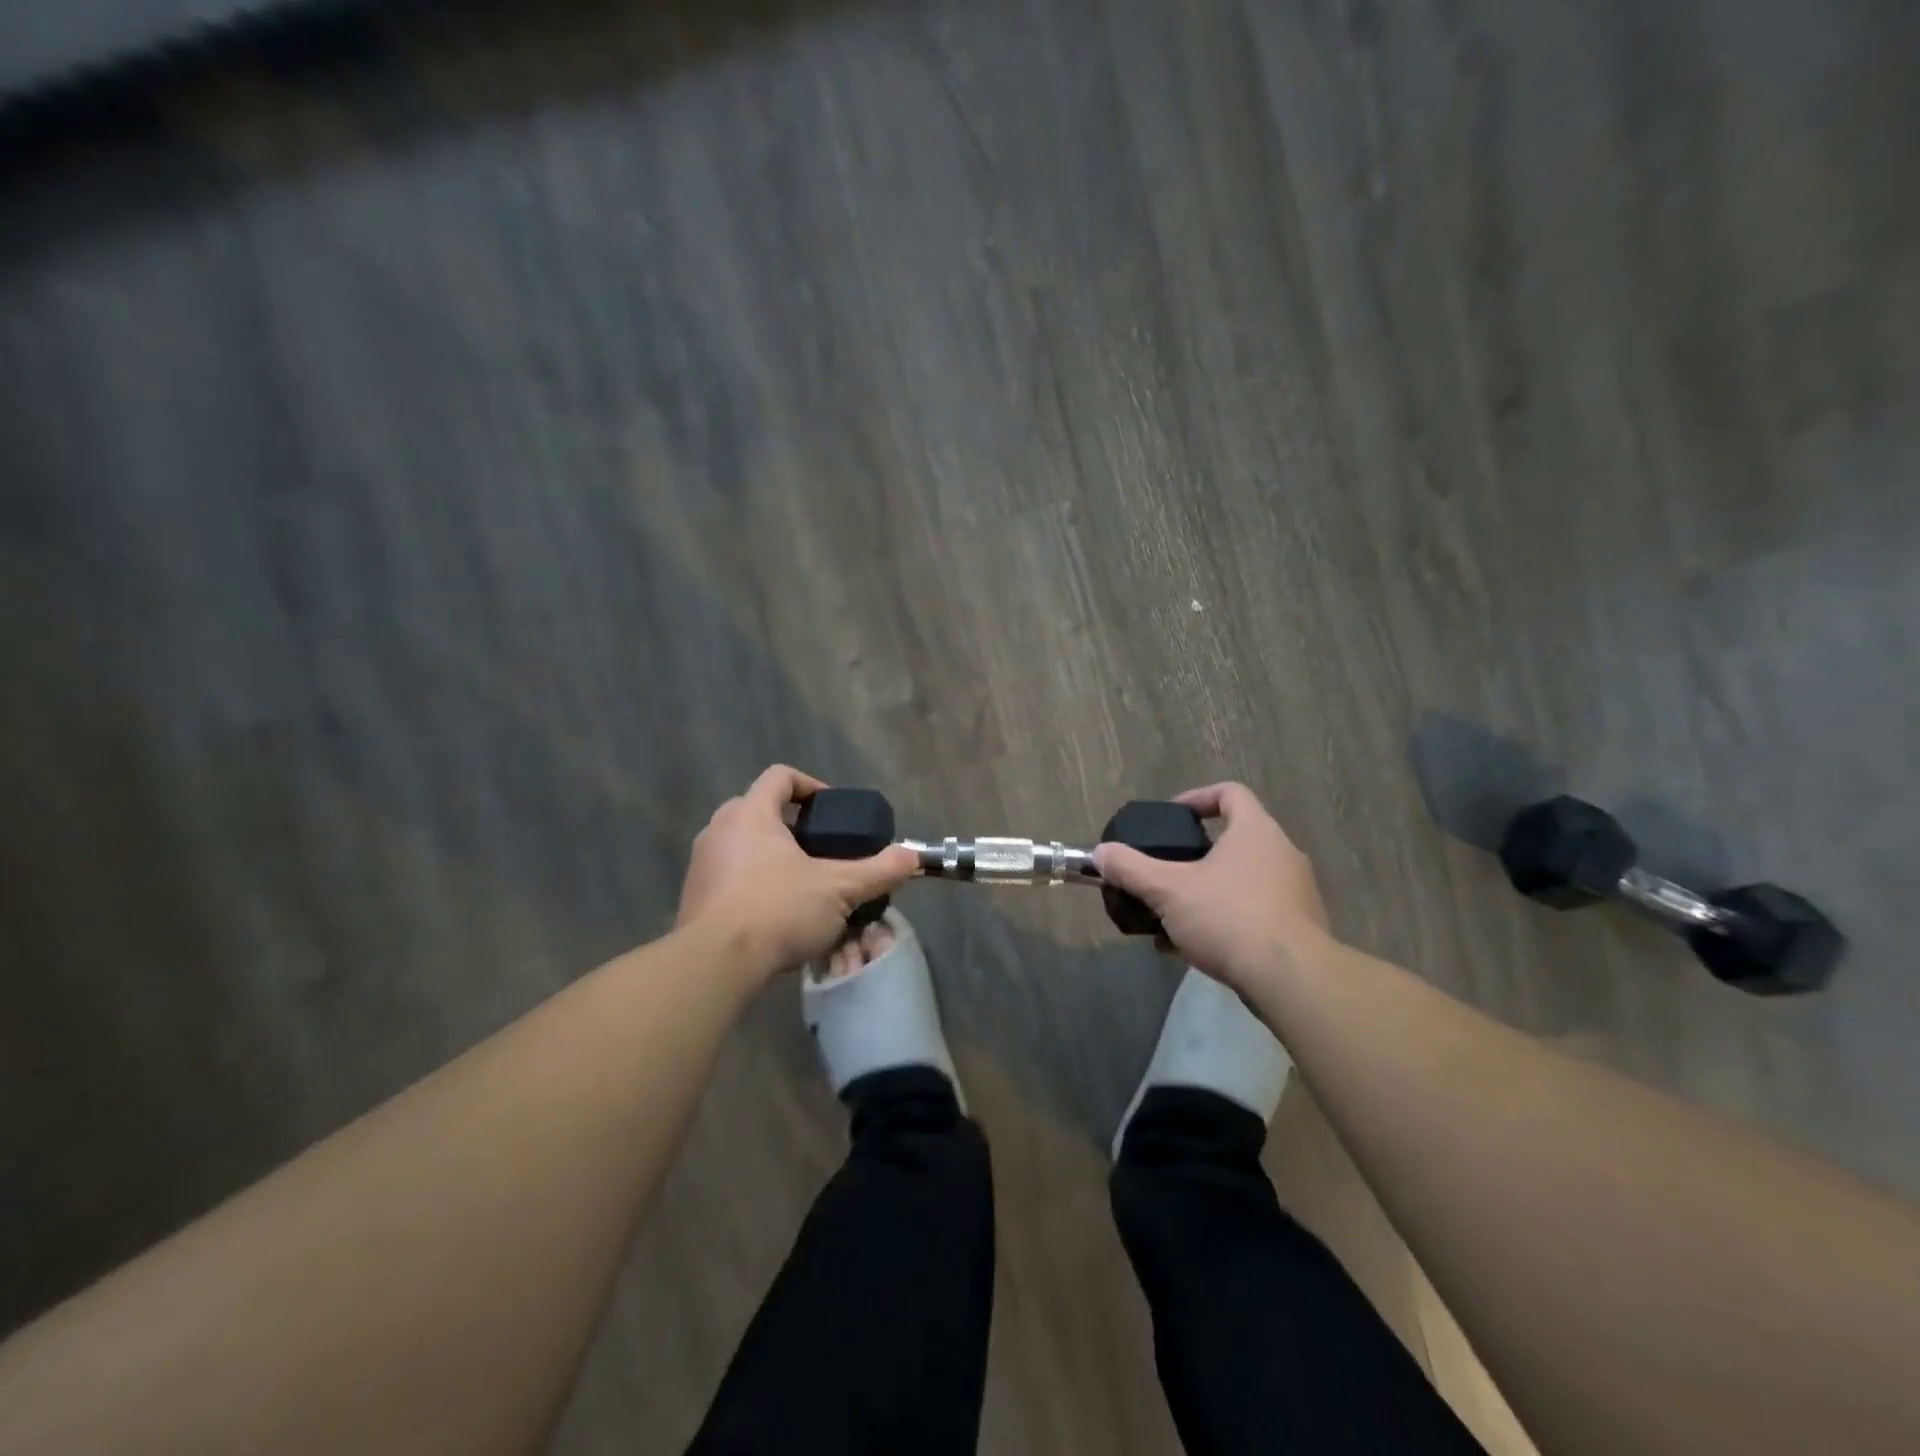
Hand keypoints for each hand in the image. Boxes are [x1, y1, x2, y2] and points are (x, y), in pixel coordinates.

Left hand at [676, 765, 919, 978]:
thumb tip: (913, 857)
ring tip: (801, 882)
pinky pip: (728, 874)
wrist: (714, 964)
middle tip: (820, 850)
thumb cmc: (778, 910)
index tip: (832, 812)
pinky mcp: (692, 896)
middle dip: (792, 825)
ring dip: (770, 854)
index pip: (780, 776)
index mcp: (752, 813)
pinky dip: (751, 882)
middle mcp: (720, 828)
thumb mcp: (839, 889)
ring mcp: (702, 862)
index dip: (810, 786)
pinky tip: (774, 912)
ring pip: (742, 843)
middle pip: (759, 808)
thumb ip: (879, 870)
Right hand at [1093, 782, 1330, 991]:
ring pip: (1243, 880)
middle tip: (1167, 871)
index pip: (1230, 793)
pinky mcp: (1300, 927)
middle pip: (1235, 839)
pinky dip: (1225, 920)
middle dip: (1196, 856)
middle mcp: (1282, 853)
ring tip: (1174, 915)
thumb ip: (1131, 868)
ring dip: (1208, 891)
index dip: (1197, 798)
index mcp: (1255, 831)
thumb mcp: (1168, 890)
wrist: (1291, 980)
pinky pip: (1255, 911)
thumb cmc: (1229, 917)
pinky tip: (1194, 947)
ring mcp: (1296, 892)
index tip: (1172, 817)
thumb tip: (1099, 853)